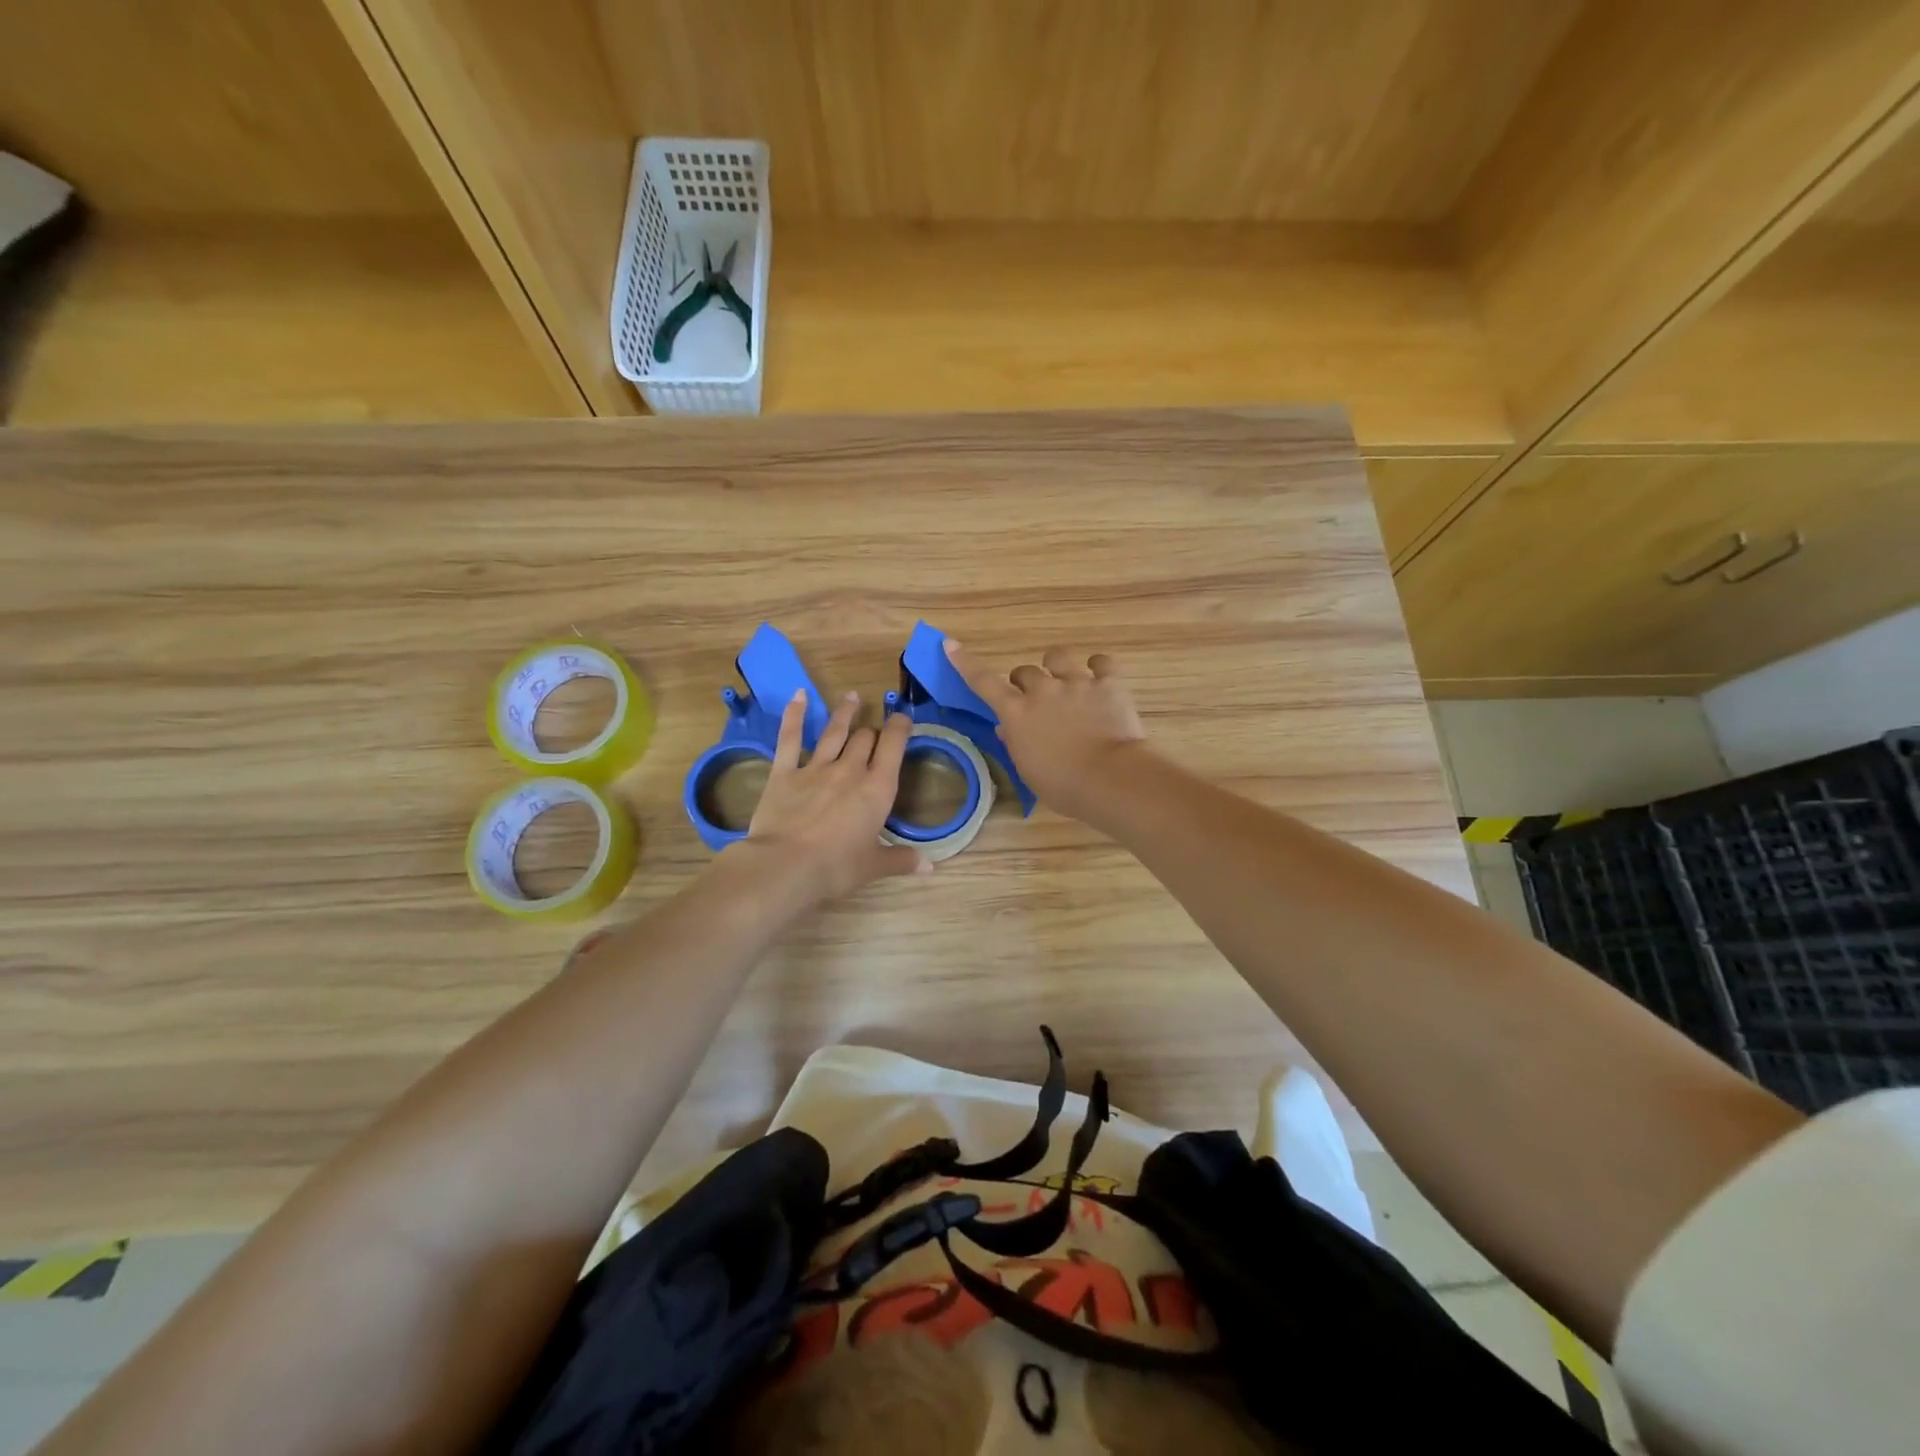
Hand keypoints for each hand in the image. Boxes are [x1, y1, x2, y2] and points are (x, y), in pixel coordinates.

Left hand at [728, 690, 930, 904]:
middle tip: (874, 732)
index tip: (903, 718)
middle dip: (872, 732)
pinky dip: (794, 715)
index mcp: (877, 789)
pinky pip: (790, 738)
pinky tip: (799, 695)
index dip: (900, 728)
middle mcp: (850, 770)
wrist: (785, 866)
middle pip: (865, 738)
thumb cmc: (836, 868)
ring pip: (834, 731)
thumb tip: (930, 867)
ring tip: (852, 697)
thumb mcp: (873, 867)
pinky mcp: (784, 772)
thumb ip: (901, 860)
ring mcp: (816, 768)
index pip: (894, 746)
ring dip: (845, 713)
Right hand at [943, 641, 1149, 825]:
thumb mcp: (1028, 770)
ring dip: (1057, 666)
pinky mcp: (1108, 683)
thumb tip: (1006, 727)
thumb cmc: (1063, 785)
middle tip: (1037, 702)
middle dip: (1026, 683)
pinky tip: (1100, 678)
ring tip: (1066, 681)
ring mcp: (1076, 682)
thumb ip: (1016, 743)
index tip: (951, 644)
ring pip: (1058, 657)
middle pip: (1024, 671)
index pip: (983, 682)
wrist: (1109, 778)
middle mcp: (1042, 690)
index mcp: (1016, 713)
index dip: (965, 663)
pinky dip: (1099, 668)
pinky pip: (1101, 662)